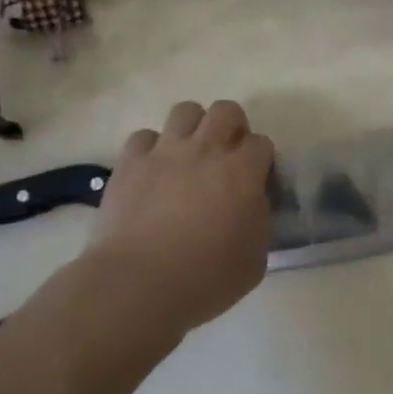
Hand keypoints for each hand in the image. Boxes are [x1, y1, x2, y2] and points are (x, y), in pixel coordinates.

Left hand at [81, 99, 275, 339]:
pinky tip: (152, 171)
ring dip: (193, 127)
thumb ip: (259, 220)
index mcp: (242, 172)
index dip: (261, 160)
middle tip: (227, 156)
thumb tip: (251, 202)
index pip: (262, 143)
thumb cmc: (206, 279)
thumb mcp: (255, 259)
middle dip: (232, 127)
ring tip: (189, 154)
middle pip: (226, 110)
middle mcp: (206, 149)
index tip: (256, 181)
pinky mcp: (130, 161)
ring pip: (185, 110)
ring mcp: (165, 151)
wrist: (139, 283)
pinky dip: (151, 149)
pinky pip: (144, 136)